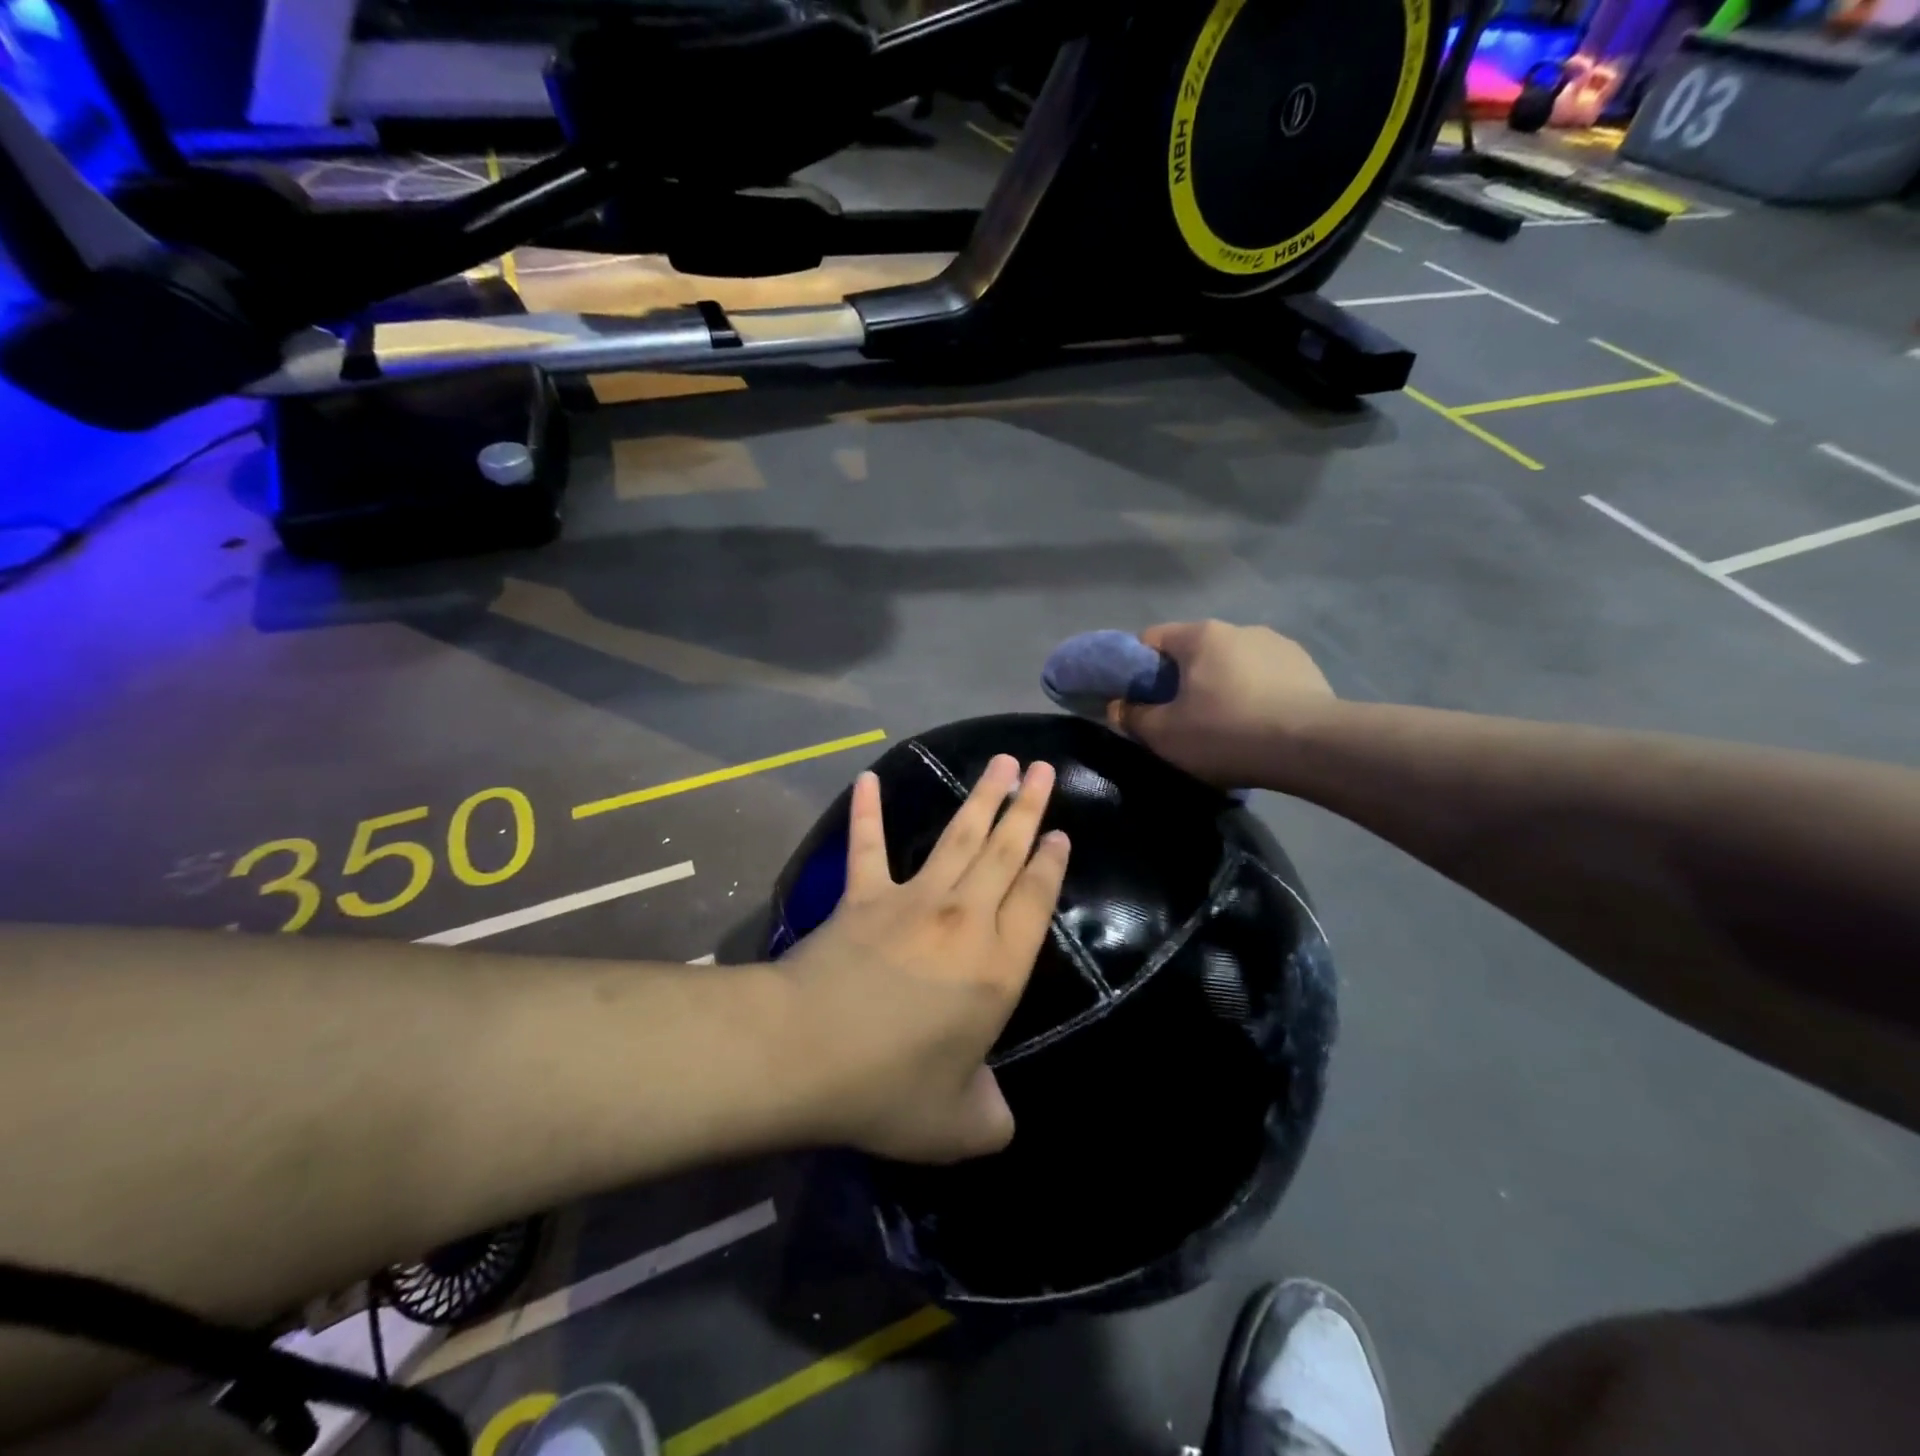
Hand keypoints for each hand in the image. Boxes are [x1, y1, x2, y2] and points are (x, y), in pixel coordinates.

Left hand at [782, 754, 1070, 1163]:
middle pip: (1005, 852)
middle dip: (1028, 808)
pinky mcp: (863, 896)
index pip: (1035, 899)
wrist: (806, 1052)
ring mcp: (912, 900)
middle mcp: (964, 919)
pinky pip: (868, 846)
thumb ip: (991, 1120)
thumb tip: (1001, 1121)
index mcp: (998, 966)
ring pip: (958, 836)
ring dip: (982, 797)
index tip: (1061, 834)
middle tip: (1043, 769)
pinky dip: (867, 811)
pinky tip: (867, 778)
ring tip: (1002, 762)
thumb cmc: (890, 1087)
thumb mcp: (957, 1126)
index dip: (1051, 863)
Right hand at [1108, 621, 1338, 788]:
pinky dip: (1254, 694)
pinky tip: (1259, 724)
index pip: (1151, 638)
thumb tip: (1117, 706)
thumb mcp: (1164, 734)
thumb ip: (1132, 717)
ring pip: (1231, 663)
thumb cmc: (1225, 733)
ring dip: (1221, 685)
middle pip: (1193, 652)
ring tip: (1225, 725)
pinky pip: (1265, 677)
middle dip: (1180, 679)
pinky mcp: (1306, 667)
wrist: (1310, 747)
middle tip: (1178, 718)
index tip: (1137, 699)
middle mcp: (1238, 628)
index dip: (1136, 668)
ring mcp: (1277, 644)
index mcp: (1200, 635)